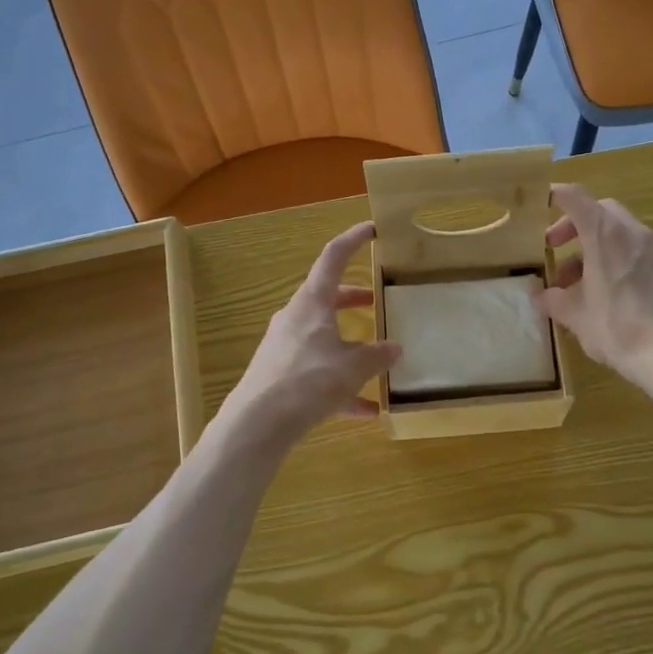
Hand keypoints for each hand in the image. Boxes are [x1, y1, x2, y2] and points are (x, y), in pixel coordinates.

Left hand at [225, 222, 402, 443]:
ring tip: (378, 360)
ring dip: (350, 345)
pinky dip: (342, 386)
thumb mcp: (353, 367)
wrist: (257, 424)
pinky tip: (367, 410)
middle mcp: (295, 318)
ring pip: (324, 337)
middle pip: (327, 299)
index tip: (372, 229)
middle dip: (353, 298)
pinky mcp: (281, 377)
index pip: (333, 258)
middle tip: (377, 301)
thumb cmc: (308, 381)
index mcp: (312, 303)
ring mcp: (285, 348)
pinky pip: (318, 374)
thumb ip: (377, 355)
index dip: (353, 240)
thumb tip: (395, 348)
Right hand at [534, 184, 652, 389]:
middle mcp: (632, 232)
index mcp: (604, 234)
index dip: (555, 194)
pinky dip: (616, 261)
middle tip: (556, 247)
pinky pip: (635, 253)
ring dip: (594, 247)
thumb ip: (554, 300)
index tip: (539, 202)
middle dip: (575, 225)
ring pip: (619, 233)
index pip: (575, 197)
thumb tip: (540, 297)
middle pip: (600, 211)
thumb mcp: (574, 315)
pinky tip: (606, 294)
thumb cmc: (615, 326)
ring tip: (577, 282)